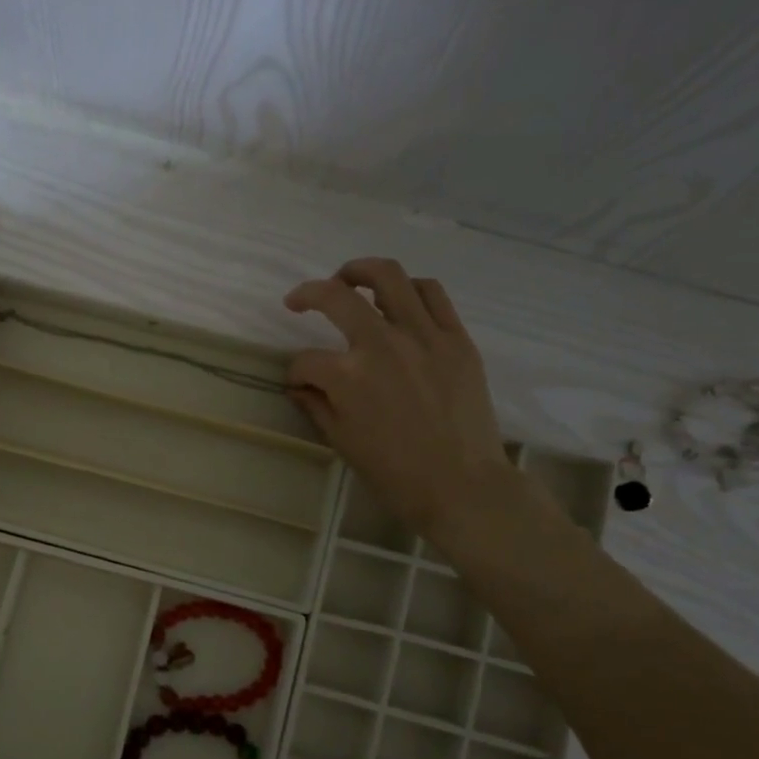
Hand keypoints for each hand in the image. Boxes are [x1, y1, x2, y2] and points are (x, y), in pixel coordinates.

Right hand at [285, 259, 527, 551]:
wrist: (462, 486)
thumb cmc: (395, 474)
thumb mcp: (342, 442)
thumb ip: (316, 404)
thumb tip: (300, 384)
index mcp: (348, 377)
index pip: (306, 361)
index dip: (296, 372)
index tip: (300, 383)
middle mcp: (382, 345)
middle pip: (336, 297)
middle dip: (308, 295)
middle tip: (298, 301)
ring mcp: (424, 336)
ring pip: (388, 277)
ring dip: (359, 271)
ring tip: (349, 280)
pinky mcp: (456, 338)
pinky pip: (432, 294)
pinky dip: (408, 288)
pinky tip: (398, 299)